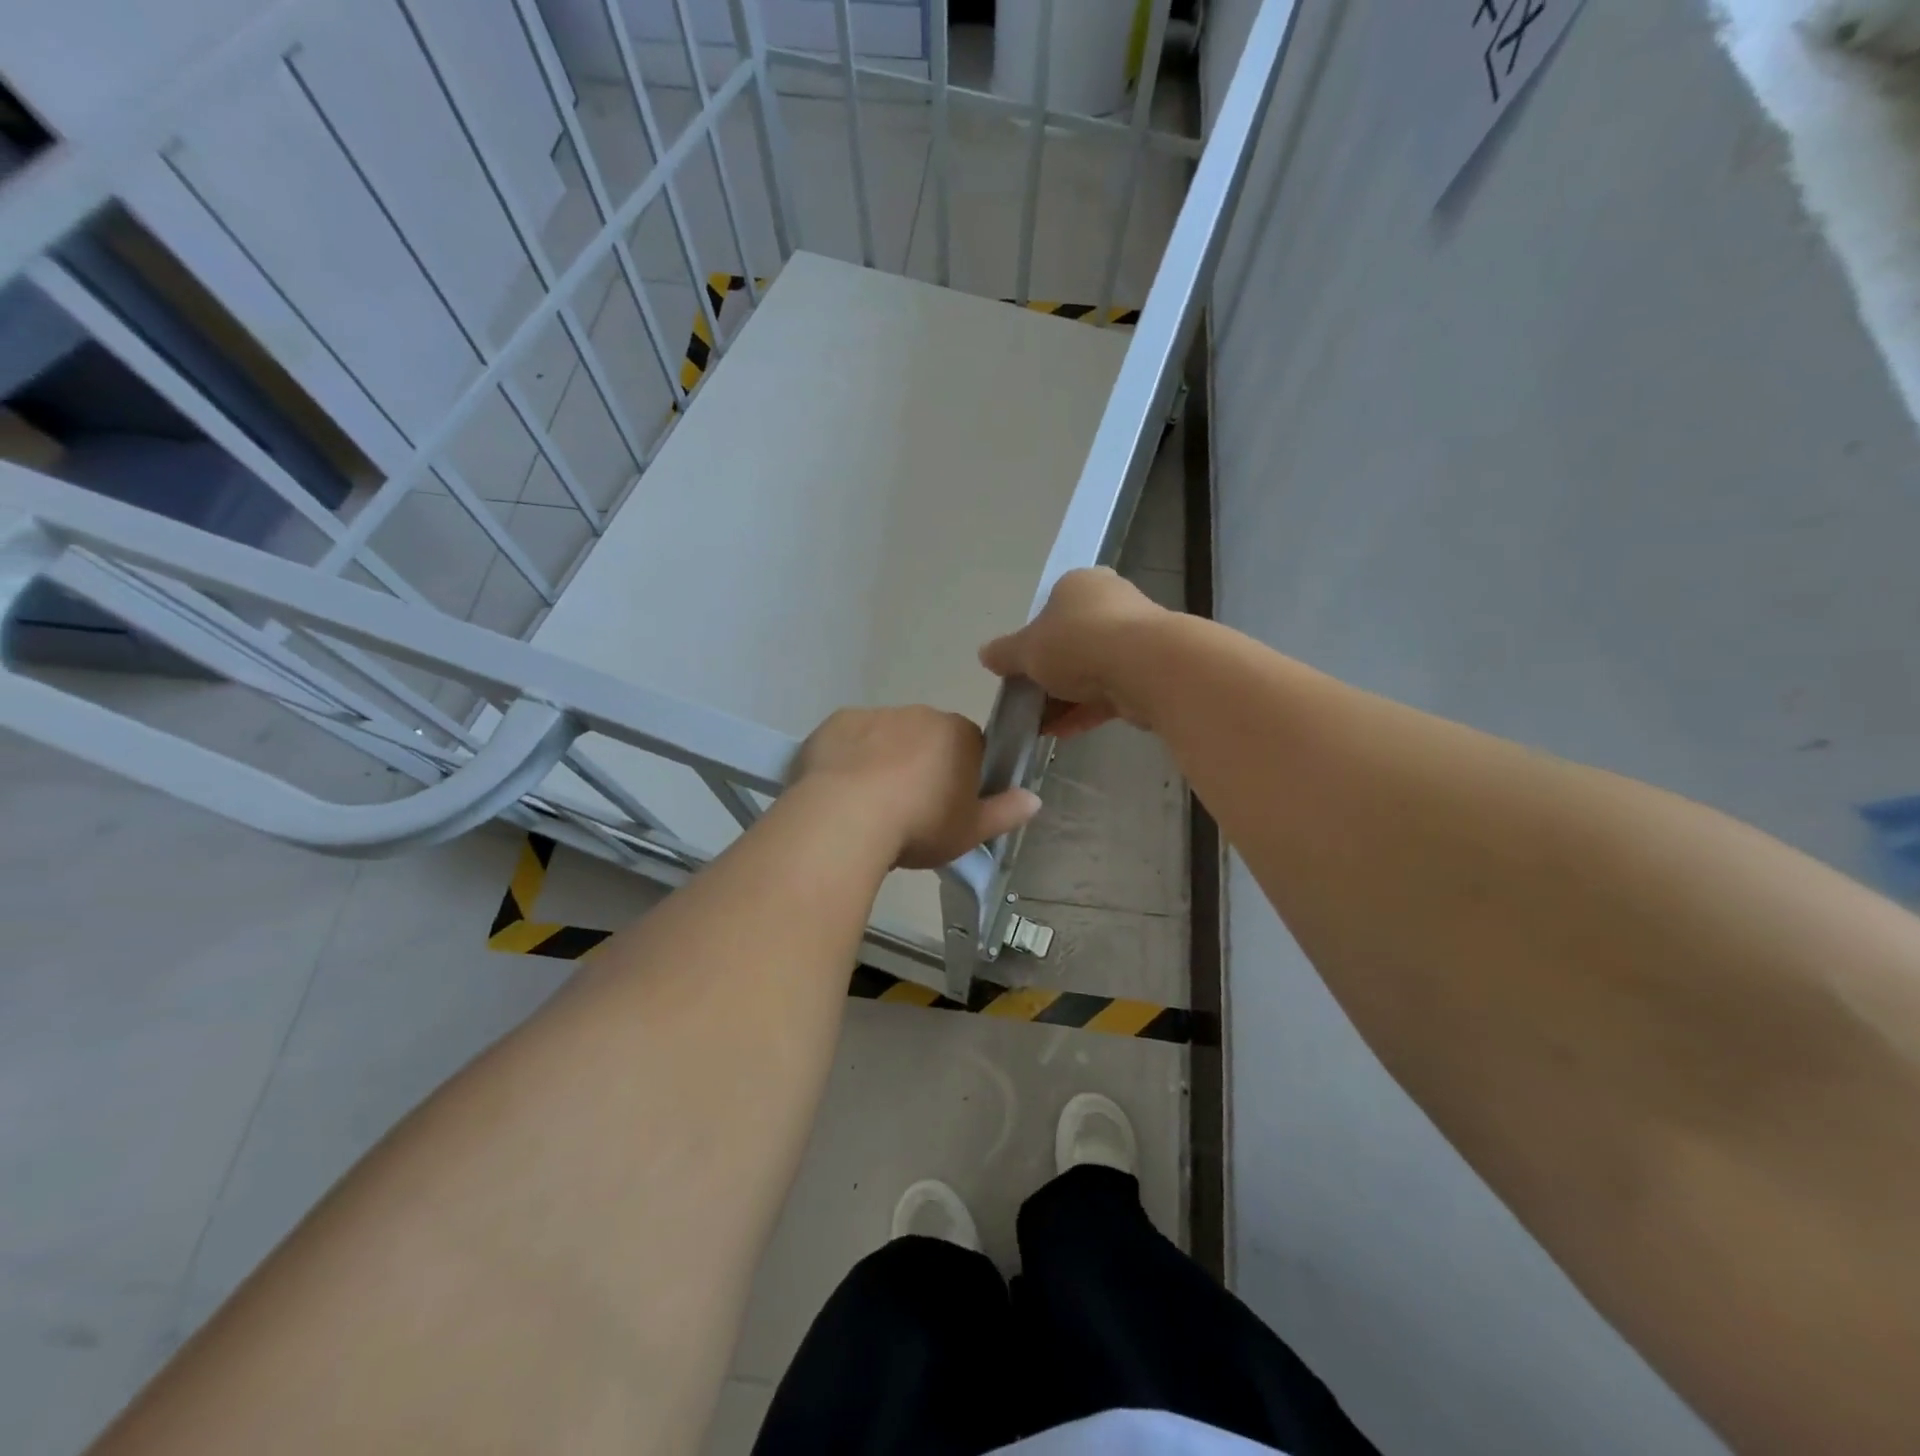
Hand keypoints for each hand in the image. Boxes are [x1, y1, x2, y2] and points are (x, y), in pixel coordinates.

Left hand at [792, 706, 1042, 868]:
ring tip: (869, 803)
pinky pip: (850, 739)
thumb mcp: (970, 831)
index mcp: (959, 734)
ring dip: (884, 759)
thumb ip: (1005, 812)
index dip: (962, 774)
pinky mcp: (836, 722)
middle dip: (922, 764)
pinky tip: (839, 788)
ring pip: (886, 736)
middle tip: (909, 807)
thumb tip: (1034, 799)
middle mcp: (920, 714)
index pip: (971, 746)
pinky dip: (848, 757)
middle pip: (928, 738)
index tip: (949, 804)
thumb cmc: (919, 825)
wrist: (845, 817)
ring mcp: (875, 714)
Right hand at [978, 568, 1170, 737]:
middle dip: (1050, 675)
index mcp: (1080, 584)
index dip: (1033, 641)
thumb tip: (985, 654)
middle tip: (1029, 700)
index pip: (1050, 609)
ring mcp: (1135, 637)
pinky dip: (1086, 711)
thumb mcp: (1027, 649)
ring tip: (1041, 726)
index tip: (1020, 670)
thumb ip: (1004, 653)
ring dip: (1066, 699)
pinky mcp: (1149, 671)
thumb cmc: (1077, 643)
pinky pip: (1109, 692)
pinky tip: (1063, 734)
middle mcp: (1111, 602)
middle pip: (1072, 642)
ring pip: (1091, 670)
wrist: (1145, 666)